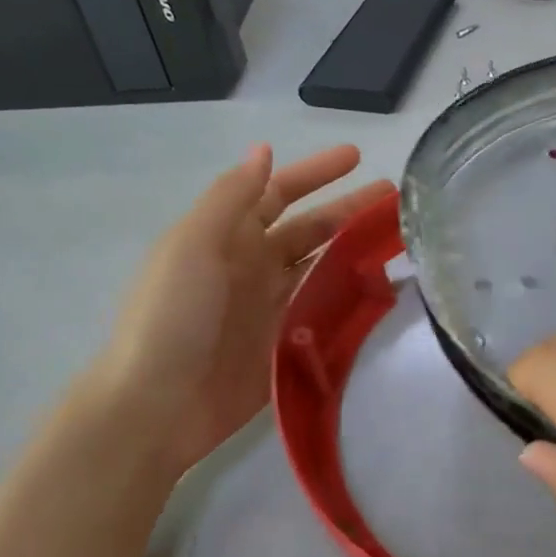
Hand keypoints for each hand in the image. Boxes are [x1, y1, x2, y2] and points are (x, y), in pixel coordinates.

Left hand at [80, 144, 391, 483]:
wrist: (157, 406)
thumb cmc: (172, 317)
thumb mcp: (193, 245)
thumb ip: (231, 198)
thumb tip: (263, 150)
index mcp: (227, 237)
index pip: (279, 193)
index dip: (316, 173)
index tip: (357, 156)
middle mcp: (253, 266)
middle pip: (310, 230)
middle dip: (349, 210)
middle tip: (396, 198)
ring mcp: (271, 308)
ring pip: (323, 269)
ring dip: (356, 252)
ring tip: (399, 240)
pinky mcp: (285, 346)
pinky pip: (324, 314)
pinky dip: (350, 299)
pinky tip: (383, 291)